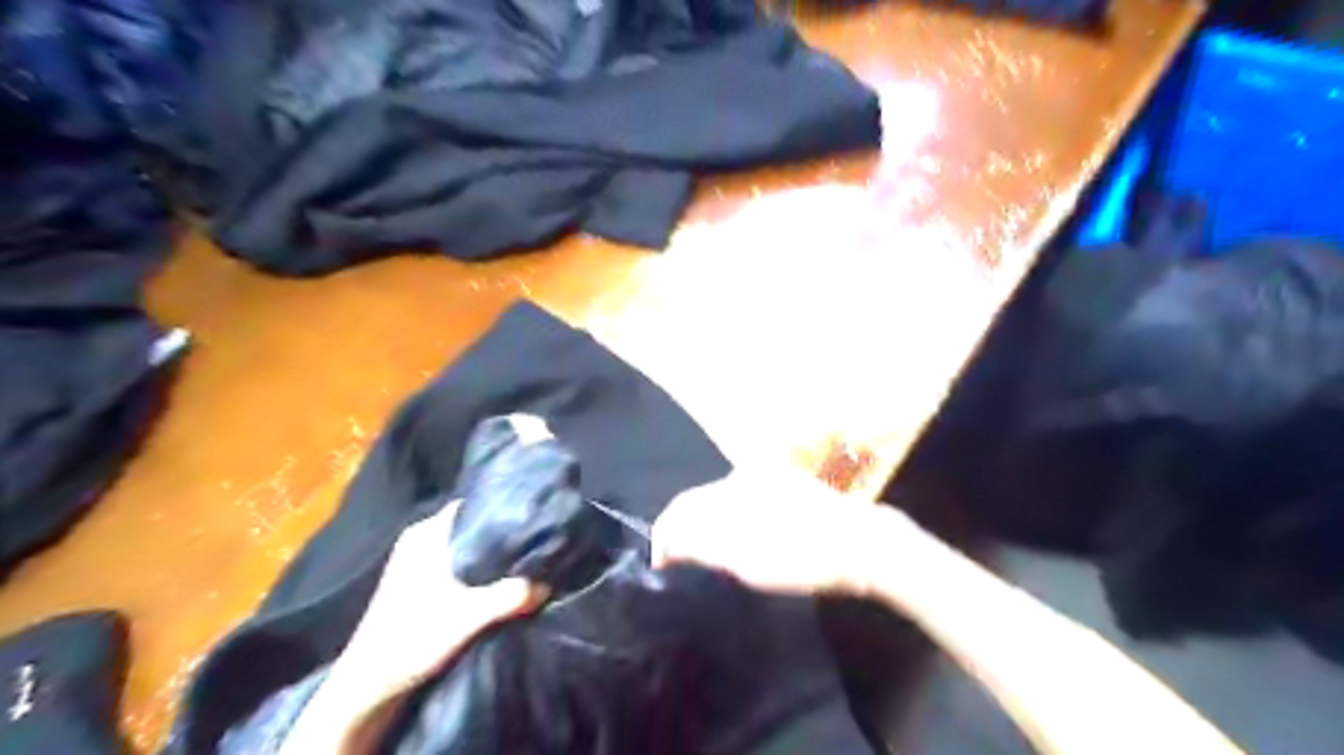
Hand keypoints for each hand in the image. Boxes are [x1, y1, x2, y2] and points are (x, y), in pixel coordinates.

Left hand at [332, 502, 544, 695]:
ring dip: (490, 555)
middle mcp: (420, 539)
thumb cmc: (413, 640)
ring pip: (464, 545)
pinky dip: (477, 569)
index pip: (473, 504)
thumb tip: (547, 583)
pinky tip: (498, 583)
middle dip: (501, 535)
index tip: (533, 519)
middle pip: (472, 525)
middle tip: (535, 543)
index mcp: (426, 533)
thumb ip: (509, 597)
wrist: (369, 687)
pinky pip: (456, 562)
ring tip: (523, 562)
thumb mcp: (468, 617)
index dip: (503, 510)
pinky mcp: (416, 583)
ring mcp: (415, 561)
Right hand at [648, 466, 900, 596]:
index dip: (665, 534)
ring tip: (710, 550)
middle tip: (682, 560)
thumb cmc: (804, 560)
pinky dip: (733, 515)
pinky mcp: (783, 479)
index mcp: (732, 490)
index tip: (659, 561)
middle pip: (699, 499)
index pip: (682, 507)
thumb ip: (702, 546)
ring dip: (709, 522)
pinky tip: (741, 533)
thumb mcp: (748, 563)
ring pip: (721, 496)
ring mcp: (765, 474)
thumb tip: (667, 541)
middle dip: (686, 528)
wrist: (861, 545)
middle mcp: (743, 473)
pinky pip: (743, 494)